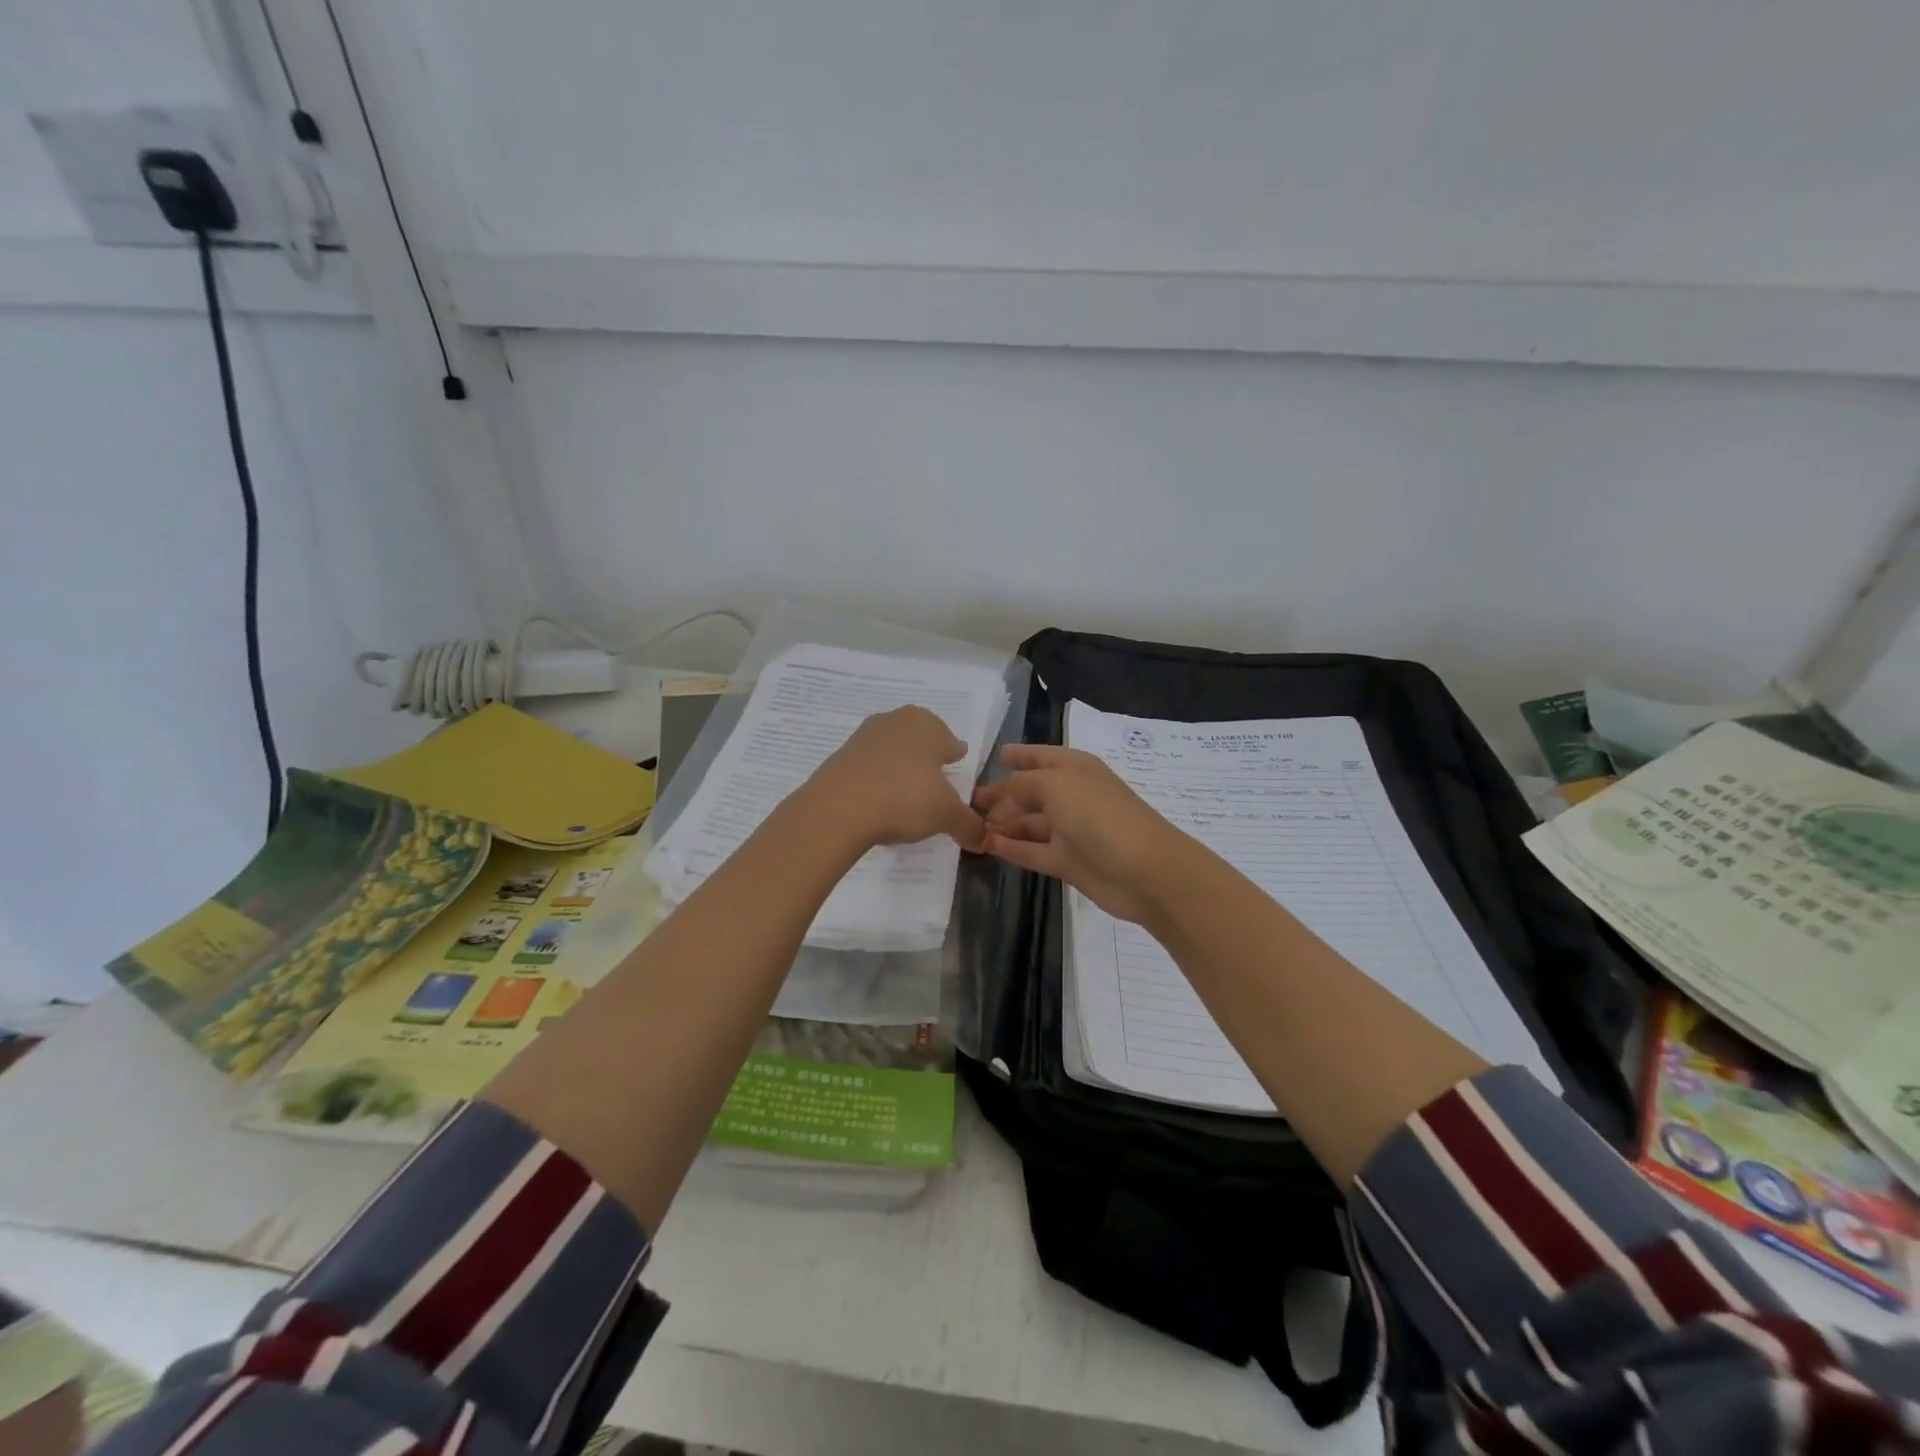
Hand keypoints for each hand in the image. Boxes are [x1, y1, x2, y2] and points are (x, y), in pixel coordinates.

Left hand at [799, 706, 985, 851]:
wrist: (838, 809)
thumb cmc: (905, 799)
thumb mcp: (946, 816)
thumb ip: (969, 825)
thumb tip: (984, 840)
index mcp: (927, 726)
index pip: (950, 740)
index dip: (954, 756)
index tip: (955, 766)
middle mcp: (896, 721)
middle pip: (918, 737)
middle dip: (926, 755)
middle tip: (932, 779)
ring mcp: (864, 736)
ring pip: (891, 749)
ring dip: (898, 765)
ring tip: (904, 792)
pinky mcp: (839, 756)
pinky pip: (867, 765)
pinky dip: (875, 778)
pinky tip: (878, 800)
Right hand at [973, 745, 1191, 922]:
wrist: (1143, 871)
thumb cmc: (1099, 815)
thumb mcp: (1056, 785)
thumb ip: (1022, 784)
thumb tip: (1003, 792)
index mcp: (1075, 768)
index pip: (1042, 755)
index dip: (1020, 754)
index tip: (995, 756)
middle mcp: (1072, 796)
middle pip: (1031, 792)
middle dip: (1002, 794)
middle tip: (968, 800)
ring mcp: (1071, 831)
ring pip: (1028, 823)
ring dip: (1002, 822)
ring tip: (968, 824)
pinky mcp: (1068, 862)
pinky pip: (1031, 850)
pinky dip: (1010, 847)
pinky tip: (985, 844)